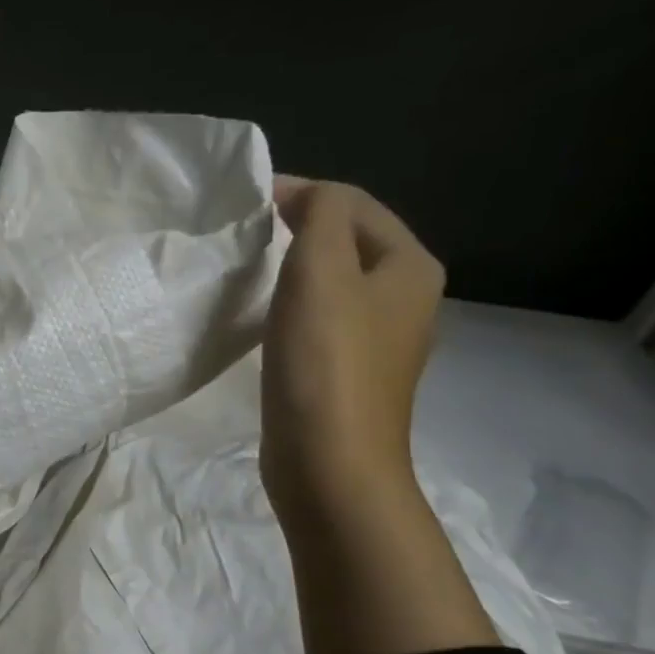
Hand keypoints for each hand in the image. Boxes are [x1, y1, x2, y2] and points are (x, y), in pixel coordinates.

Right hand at [259, 178, 445, 532]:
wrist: (329, 461)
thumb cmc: (325, 361)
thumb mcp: (321, 271)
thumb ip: (319, 217)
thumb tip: (305, 195)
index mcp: (410, 267)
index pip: (354, 205)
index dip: (302, 193)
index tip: (246, 201)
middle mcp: (406, 297)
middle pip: (349, 240)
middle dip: (298, 227)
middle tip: (244, 231)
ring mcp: (380, 338)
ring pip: (334, 280)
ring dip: (293, 266)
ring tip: (248, 267)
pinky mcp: (348, 370)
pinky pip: (322, 317)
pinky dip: (292, 304)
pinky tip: (264, 316)